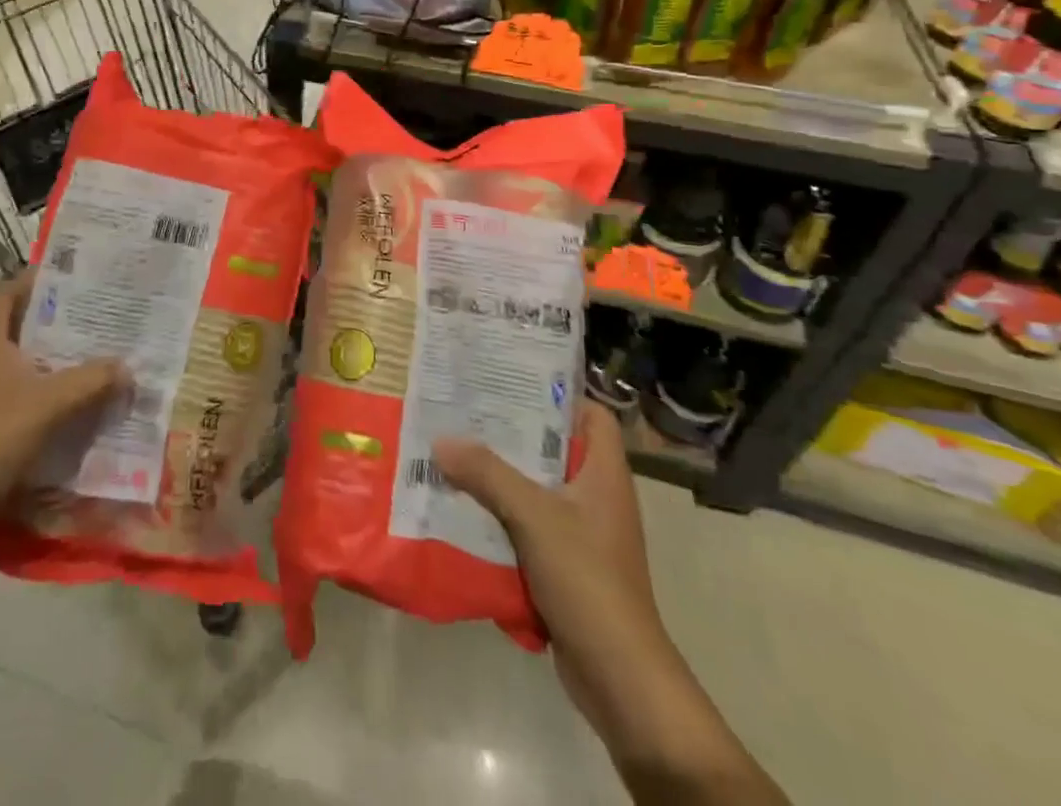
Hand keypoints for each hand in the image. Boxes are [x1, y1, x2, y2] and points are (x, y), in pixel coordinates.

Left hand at [0, 270, 127, 561]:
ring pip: (13, 363)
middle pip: (13, 326)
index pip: (5, 291)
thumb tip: (127, 367)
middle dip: (51, 322)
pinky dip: (35, 394)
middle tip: (93, 319)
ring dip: (46, 361)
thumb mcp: (49, 404)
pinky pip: (8, 395)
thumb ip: (91, 381)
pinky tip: (65, 407)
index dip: (33, 280)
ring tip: (88, 359)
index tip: (71, 280)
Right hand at [433, 405, 666, 728]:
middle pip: (555, 450)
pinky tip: (464, 511)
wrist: (619, 678)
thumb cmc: (587, 580)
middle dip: (512, 435)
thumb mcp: (534, 516)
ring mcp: (583, 534)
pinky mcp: (567, 566)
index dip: (558, 395)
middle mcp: (597, 497)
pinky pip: (529, 526)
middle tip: (465, 414)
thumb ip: (487, 474)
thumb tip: (441, 440)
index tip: (511, 382)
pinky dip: (501, 517)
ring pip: (537, 489)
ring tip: (454, 455)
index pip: (592, 415)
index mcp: (604, 474)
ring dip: (500, 478)